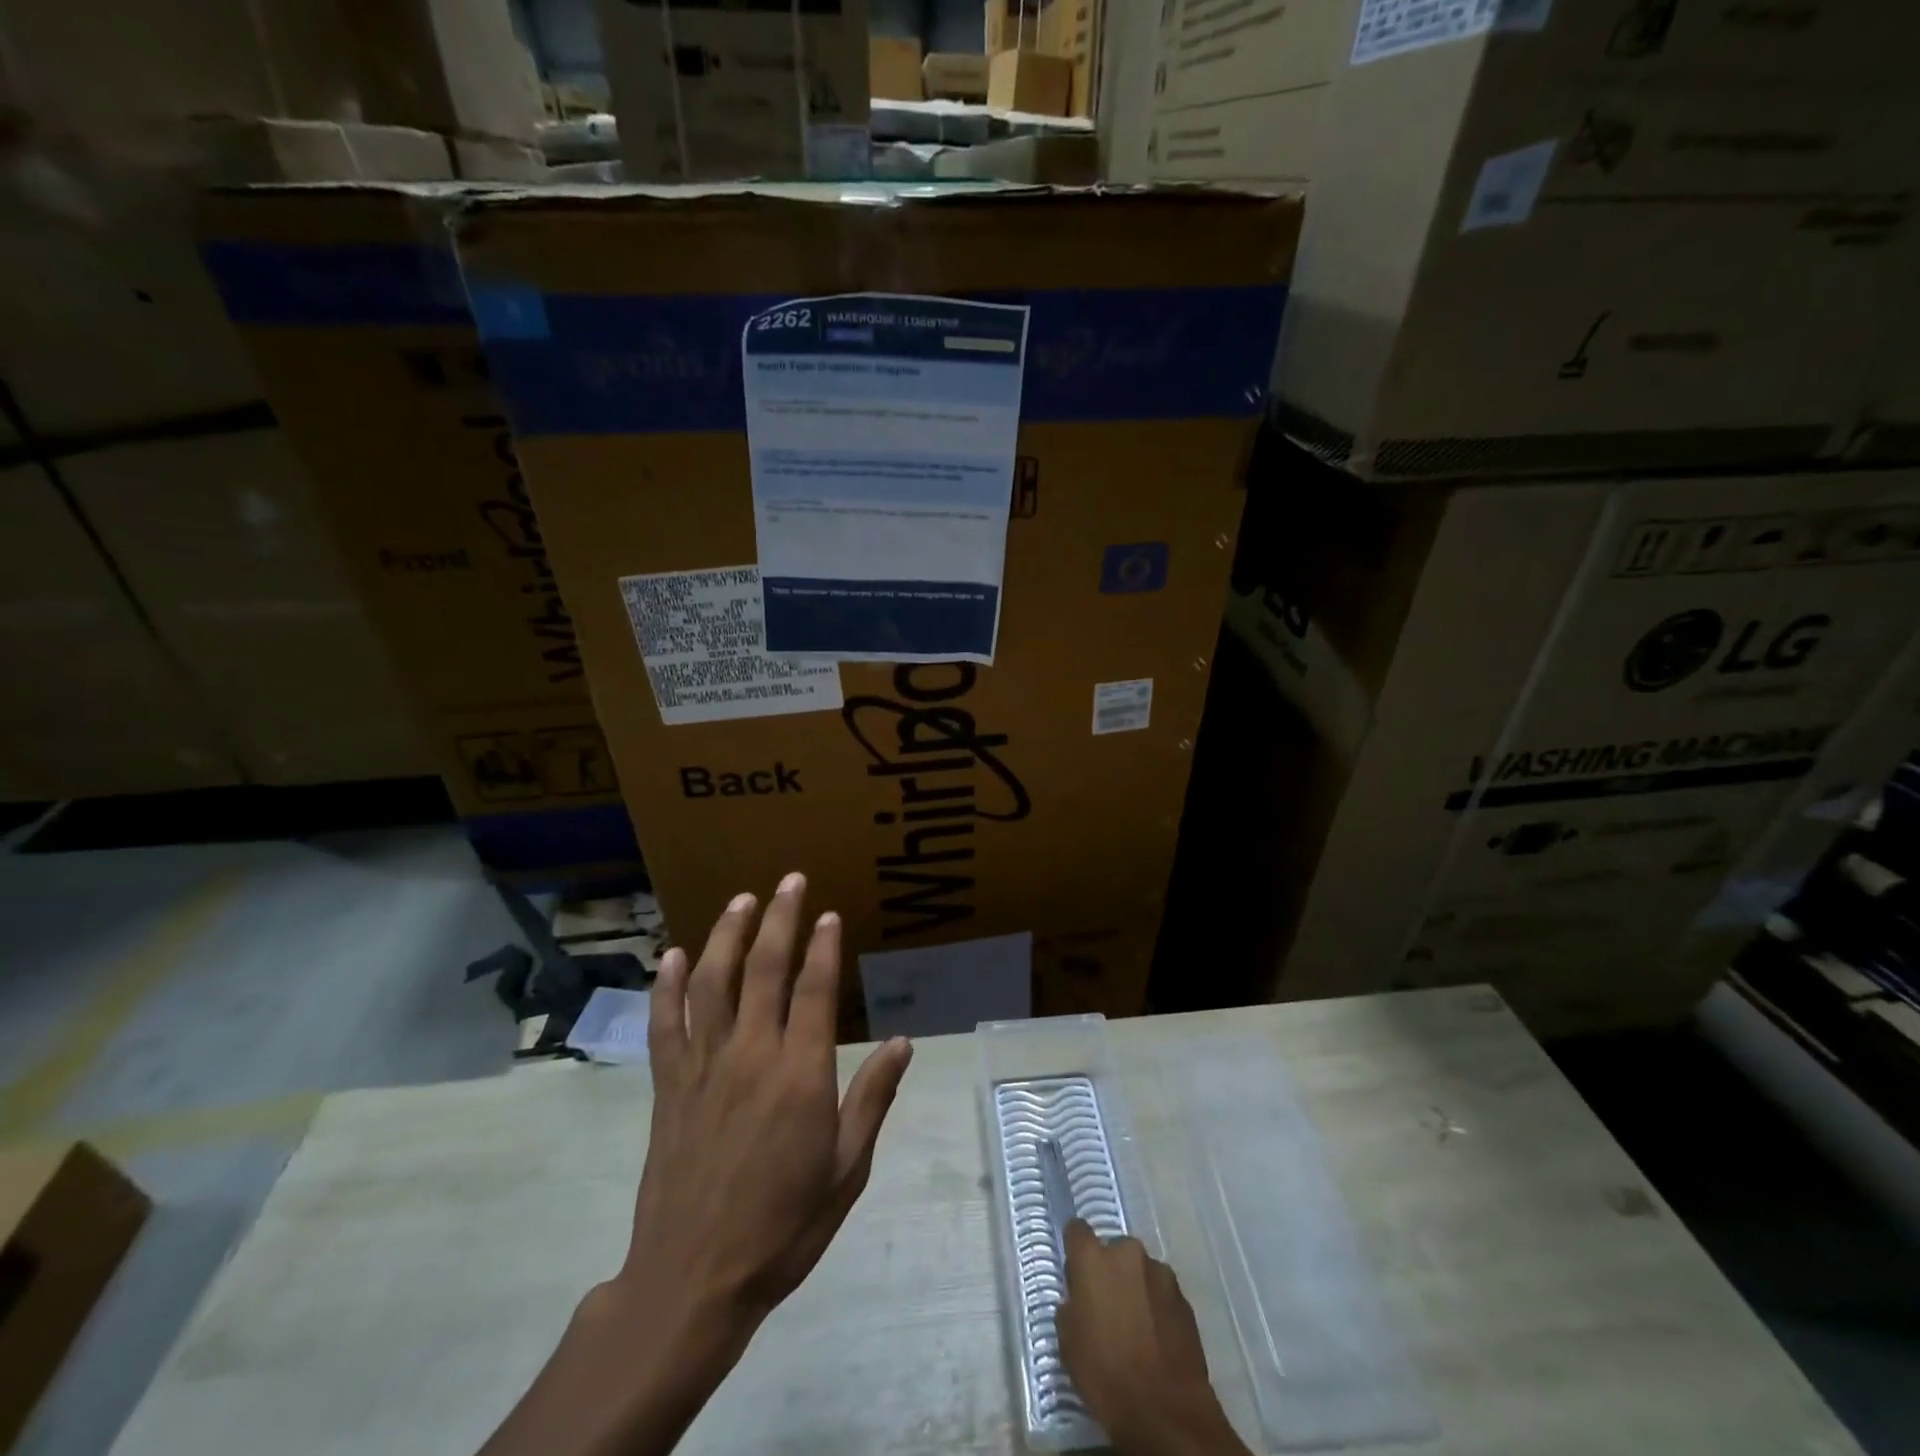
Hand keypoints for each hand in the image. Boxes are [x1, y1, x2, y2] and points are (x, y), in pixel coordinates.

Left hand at [478, 874, 911, 1455]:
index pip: (814, 991)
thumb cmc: (783, 1227)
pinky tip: (672, 955)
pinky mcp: (669, 1086)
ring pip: (713, 983)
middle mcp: (751, 1056)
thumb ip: (872, 1098)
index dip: (822, 946)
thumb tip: (903, 1042)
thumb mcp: (846, 1170)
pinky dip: (667, 986)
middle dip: (779, 919)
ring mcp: (704, 1067)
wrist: (694, 1281)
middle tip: (789, 880)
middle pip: (764, 970)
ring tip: (742, 900)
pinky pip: (666, 1024)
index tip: (828, 914)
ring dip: (727, 936)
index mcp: (800, 1075)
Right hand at [1059, 1222, 1249, 1455]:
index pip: (1077, 1230)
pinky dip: (1157, 1306)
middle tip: (1107, 1305)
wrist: (1165, 1411)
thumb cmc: (1106, 1374)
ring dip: (1136, 1287)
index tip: (1075, 1268)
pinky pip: (1162, 1292)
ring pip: (1140, 1271)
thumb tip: (1079, 1298)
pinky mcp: (1184, 1298)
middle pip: (1113, 1250)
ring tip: (1136, 1324)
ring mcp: (1160, 1273)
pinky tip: (1156, 1337)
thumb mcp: (1068, 1341)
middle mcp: (1127, 1253)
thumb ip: (1071, 1305)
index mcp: (1093, 1258)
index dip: (1075, 1247)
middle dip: (1110, 1270)